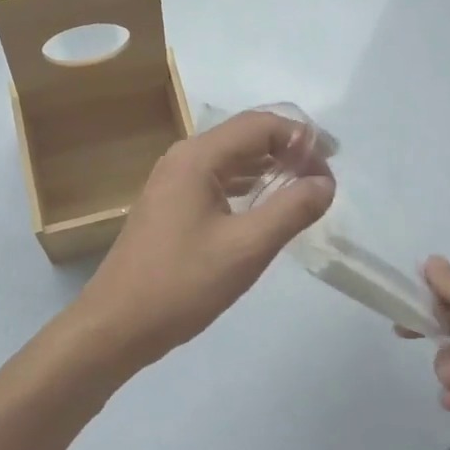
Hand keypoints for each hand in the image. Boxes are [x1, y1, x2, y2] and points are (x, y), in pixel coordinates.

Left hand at [74, 111, 334, 369]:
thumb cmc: (182, 284)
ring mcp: (173, 181)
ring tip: (304, 190)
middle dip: (288, 149)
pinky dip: (248, 185)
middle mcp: (183, 158)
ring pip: (231, 159)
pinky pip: (217, 180)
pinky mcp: (170, 204)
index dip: (301, 137)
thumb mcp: (246, 248)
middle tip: (323, 178)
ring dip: (269, 167)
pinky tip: (267, 206)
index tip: (333, 164)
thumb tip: (325, 183)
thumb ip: (291, 210)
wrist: (116, 324)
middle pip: (245, 136)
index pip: (260, 125)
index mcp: (198, 157)